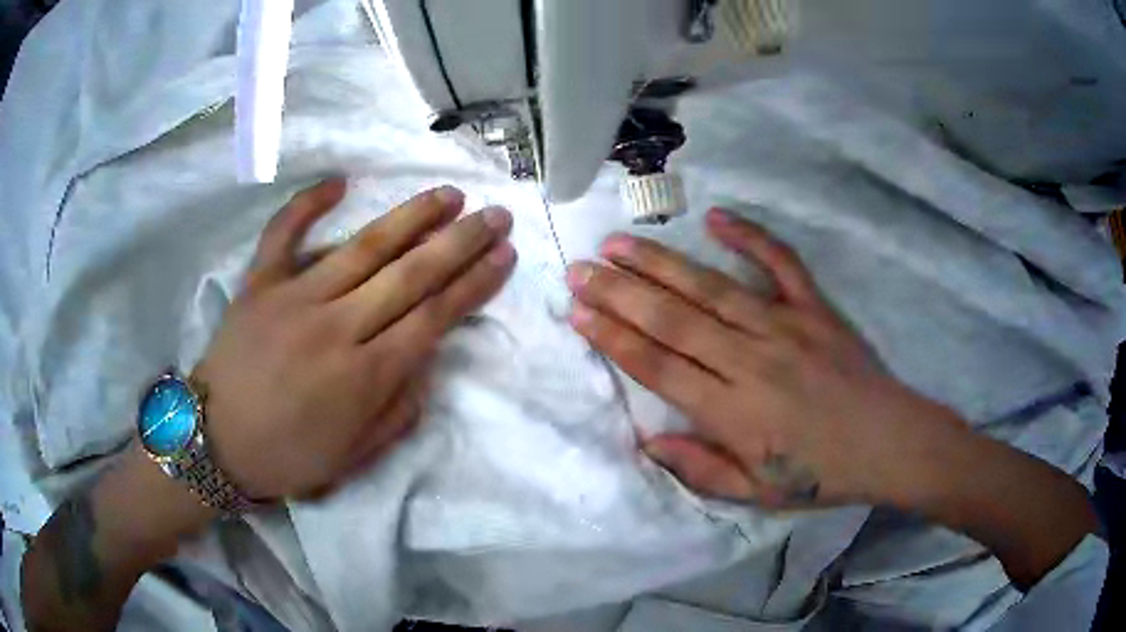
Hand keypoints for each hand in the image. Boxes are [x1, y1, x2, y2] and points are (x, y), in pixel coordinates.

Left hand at [196, 180, 516, 498]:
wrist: (216, 443)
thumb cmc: (288, 457)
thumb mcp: (354, 457)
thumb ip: (398, 411)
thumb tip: (426, 361)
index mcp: (363, 377)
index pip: (433, 318)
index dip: (473, 284)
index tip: (504, 255)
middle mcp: (336, 327)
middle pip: (410, 275)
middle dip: (460, 242)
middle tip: (494, 215)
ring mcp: (294, 298)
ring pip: (363, 247)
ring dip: (411, 217)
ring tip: (448, 194)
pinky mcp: (259, 284)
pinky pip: (283, 234)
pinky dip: (308, 205)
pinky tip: (339, 181)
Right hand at [567, 208, 961, 507]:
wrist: (888, 443)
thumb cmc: (821, 474)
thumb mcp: (758, 494)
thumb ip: (701, 470)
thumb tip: (648, 441)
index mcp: (735, 413)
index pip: (659, 368)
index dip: (615, 338)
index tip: (578, 313)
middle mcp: (752, 361)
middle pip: (674, 321)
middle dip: (620, 293)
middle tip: (580, 269)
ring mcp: (786, 326)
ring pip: (712, 289)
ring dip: (661, 264)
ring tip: (618, 244)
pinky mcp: (815, 308)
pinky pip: (781, 264)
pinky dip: (751, 237)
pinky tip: (717, 218)